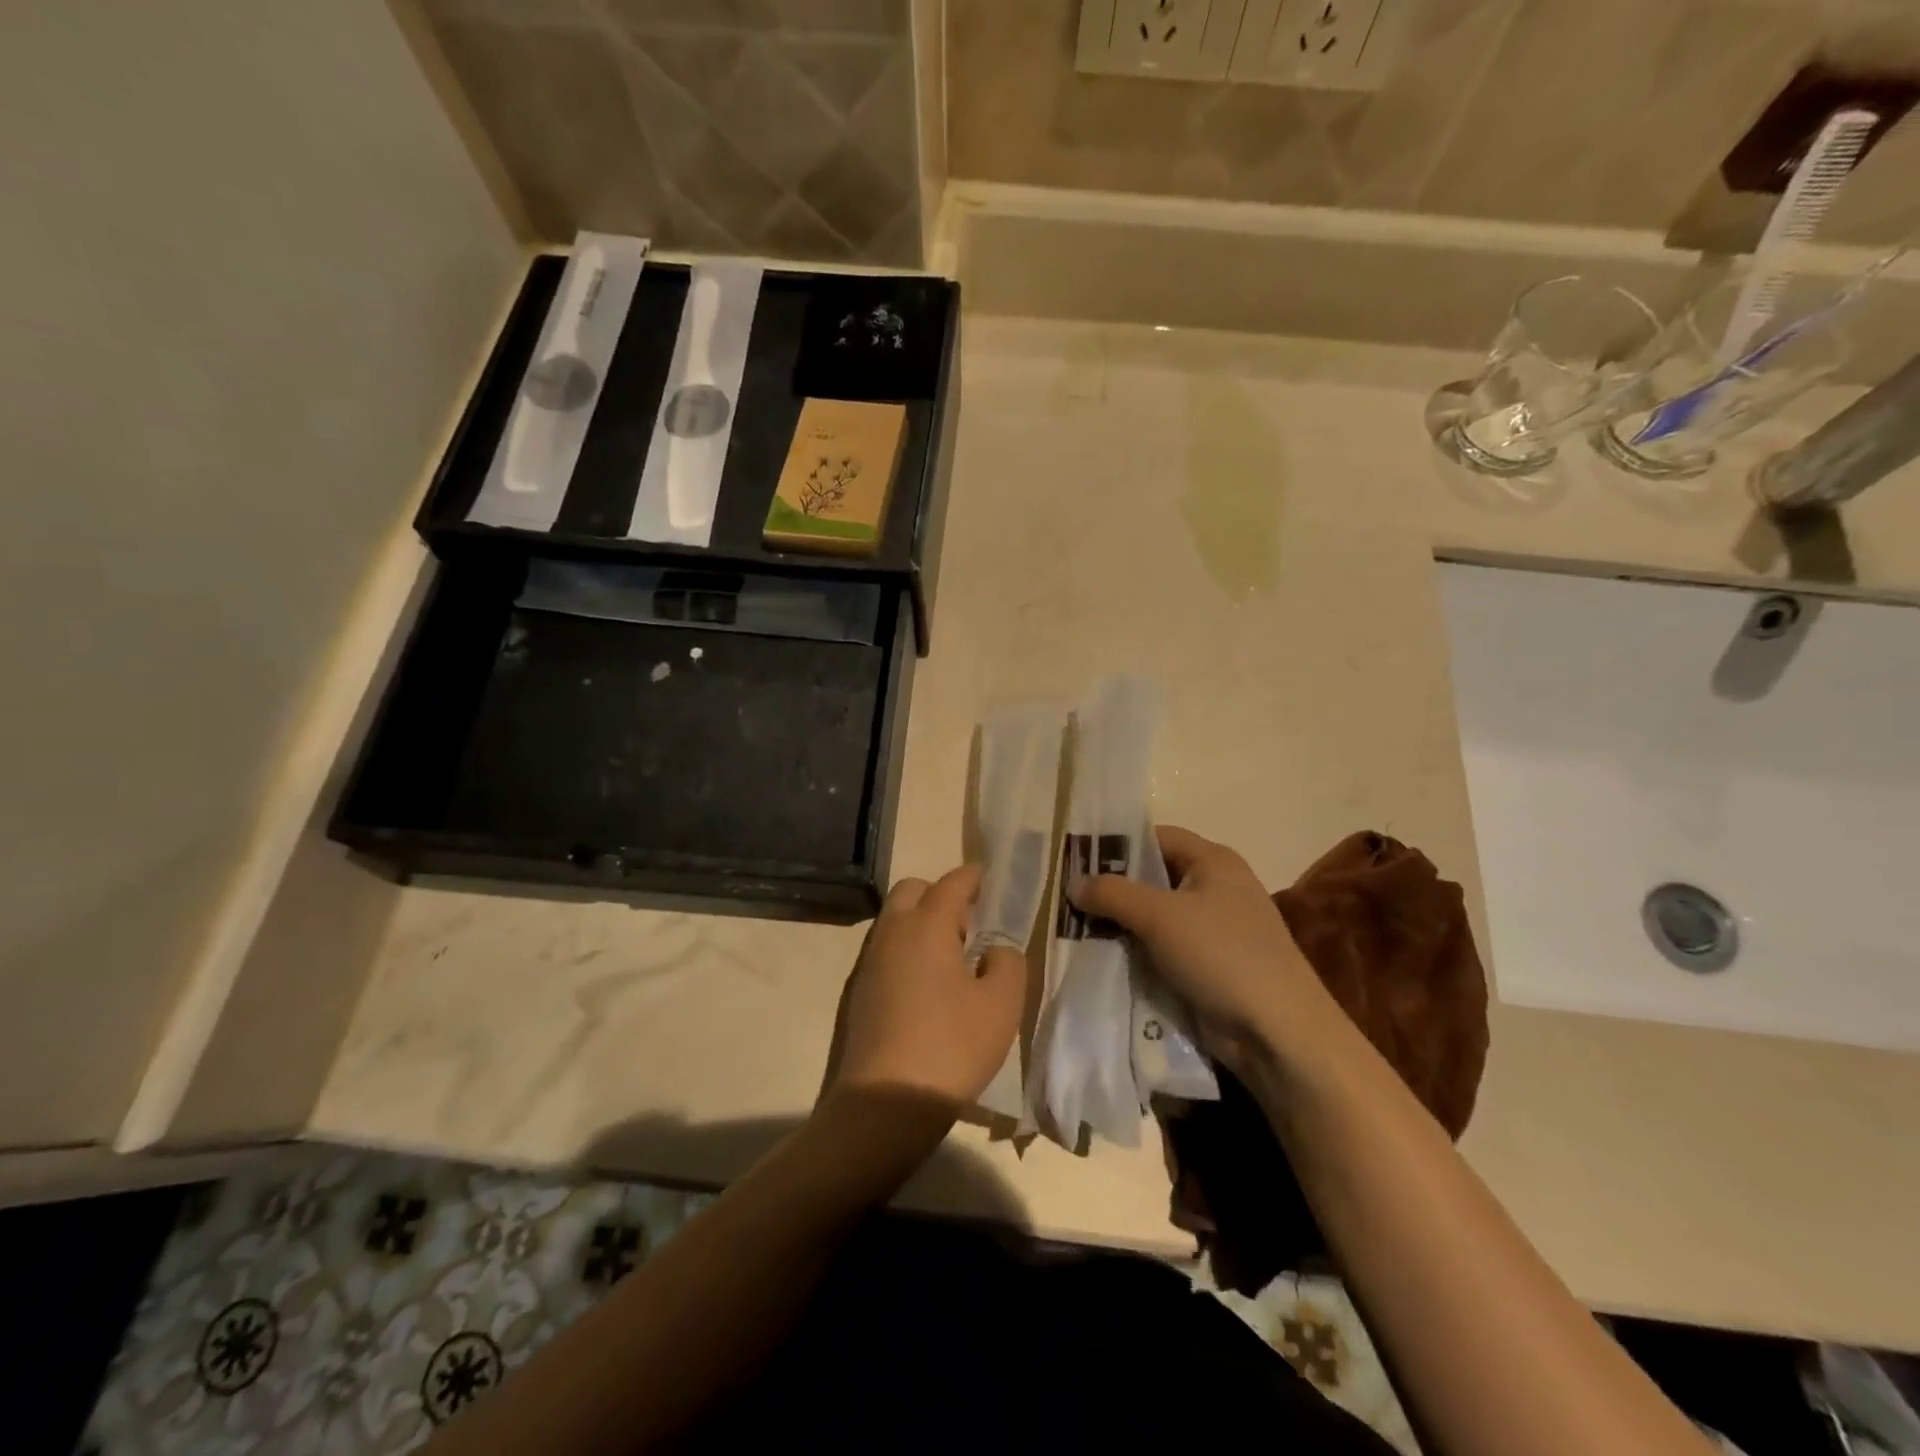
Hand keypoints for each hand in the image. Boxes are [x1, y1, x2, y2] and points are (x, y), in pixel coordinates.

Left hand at [830, 865, 1025, 1110]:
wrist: (885, 1102)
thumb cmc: (952, 1046)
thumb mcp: (1002, 1005)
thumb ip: (1008, 962)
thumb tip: (993, 951)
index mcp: (927, 925)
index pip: (952, 882)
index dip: (974, 877)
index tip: (990, 879)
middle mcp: (892, 932)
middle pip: (913, 890)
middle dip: (941, 895)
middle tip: (970, 924)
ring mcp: (869, 961)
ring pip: (895, 920)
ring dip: (921, 923)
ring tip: (952, 958)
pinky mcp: (858, 990)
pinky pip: (885, 950)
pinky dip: (907, 950)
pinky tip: (927, 987)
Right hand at [1070, 826, 1337, 1074]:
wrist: (1277, 1032)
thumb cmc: (1221, 955)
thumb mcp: (1159, 916)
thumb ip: (1113, 893)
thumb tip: (1074, 884)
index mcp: (1214, 861)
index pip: (1157, 837)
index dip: (1118, 844)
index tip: (1076, 859)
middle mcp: (1216, 888)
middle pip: (1154, 877)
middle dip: (1113, 888)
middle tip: (1067, 897)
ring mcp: (1215, 929)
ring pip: (1155, 916)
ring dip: (1121, 923)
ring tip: (1074, 928)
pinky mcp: (1210, 965)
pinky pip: (1164, 947)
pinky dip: (1137, 950)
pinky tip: (1103, 957)